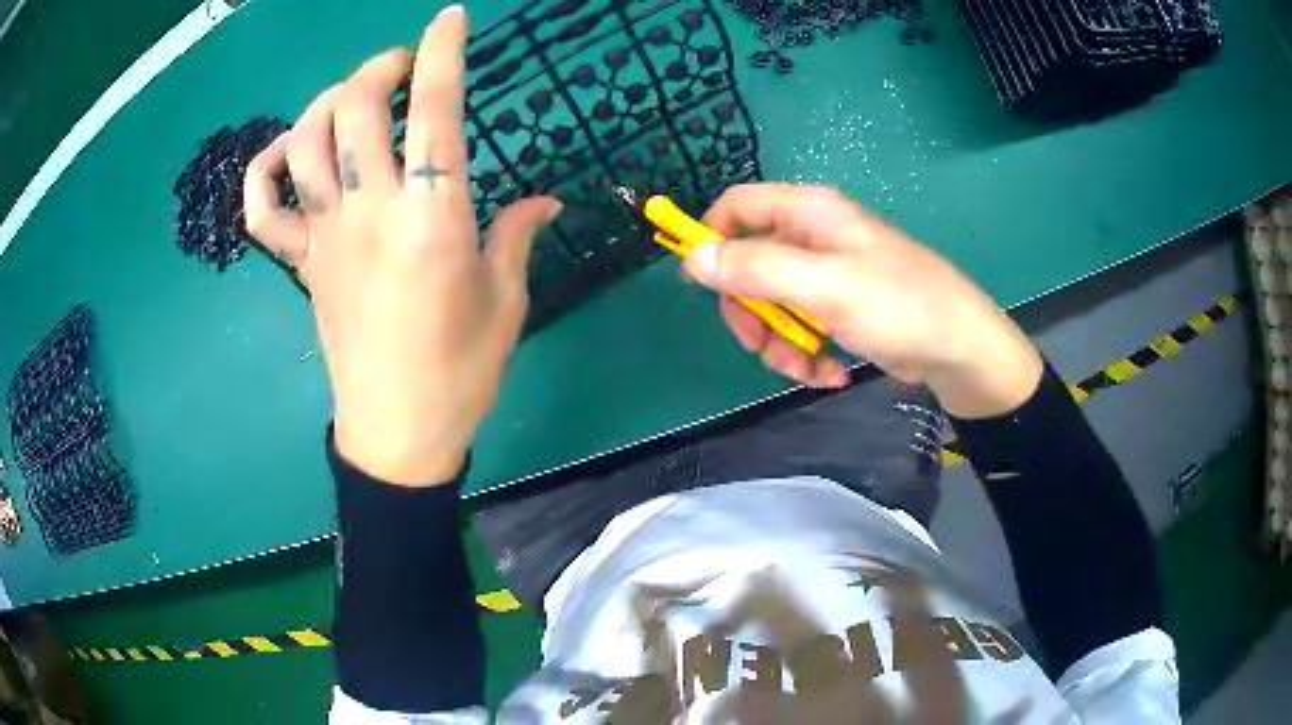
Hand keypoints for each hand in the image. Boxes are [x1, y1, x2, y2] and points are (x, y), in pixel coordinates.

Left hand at [243, 6, 560, 485]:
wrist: (397, 432)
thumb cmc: (460, 371)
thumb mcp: (506, 301)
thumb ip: (517, 234)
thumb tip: (544, 201)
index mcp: (432, 216)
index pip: (435, 109)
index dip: (442, 52)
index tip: (450, 20)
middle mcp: (371, 210)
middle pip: (354, 107)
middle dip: (378, 67)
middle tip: (399, 67)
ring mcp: (325, 236)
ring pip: (305, 141)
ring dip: (325, 102)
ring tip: (349, 99)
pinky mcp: (301, 264)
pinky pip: (262, 210)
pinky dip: (263, 172)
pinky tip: (284, 155)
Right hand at [684, 184, 1042, 418]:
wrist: (961, 350)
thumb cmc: (899, 305)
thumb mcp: (825, 286)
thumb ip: (757, 269)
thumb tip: (693, 259)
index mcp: (809, 213)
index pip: (739, 206)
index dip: (712, 238)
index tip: (702, 285)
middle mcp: (814, 237)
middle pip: (750, 263)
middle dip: (751, 311)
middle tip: (760, 344)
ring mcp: (828, 275)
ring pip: (773, 303)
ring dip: (780, 342)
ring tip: (806, 370)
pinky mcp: (841, 309)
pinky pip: (802, 326)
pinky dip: (807, 354)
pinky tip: (830, 374)